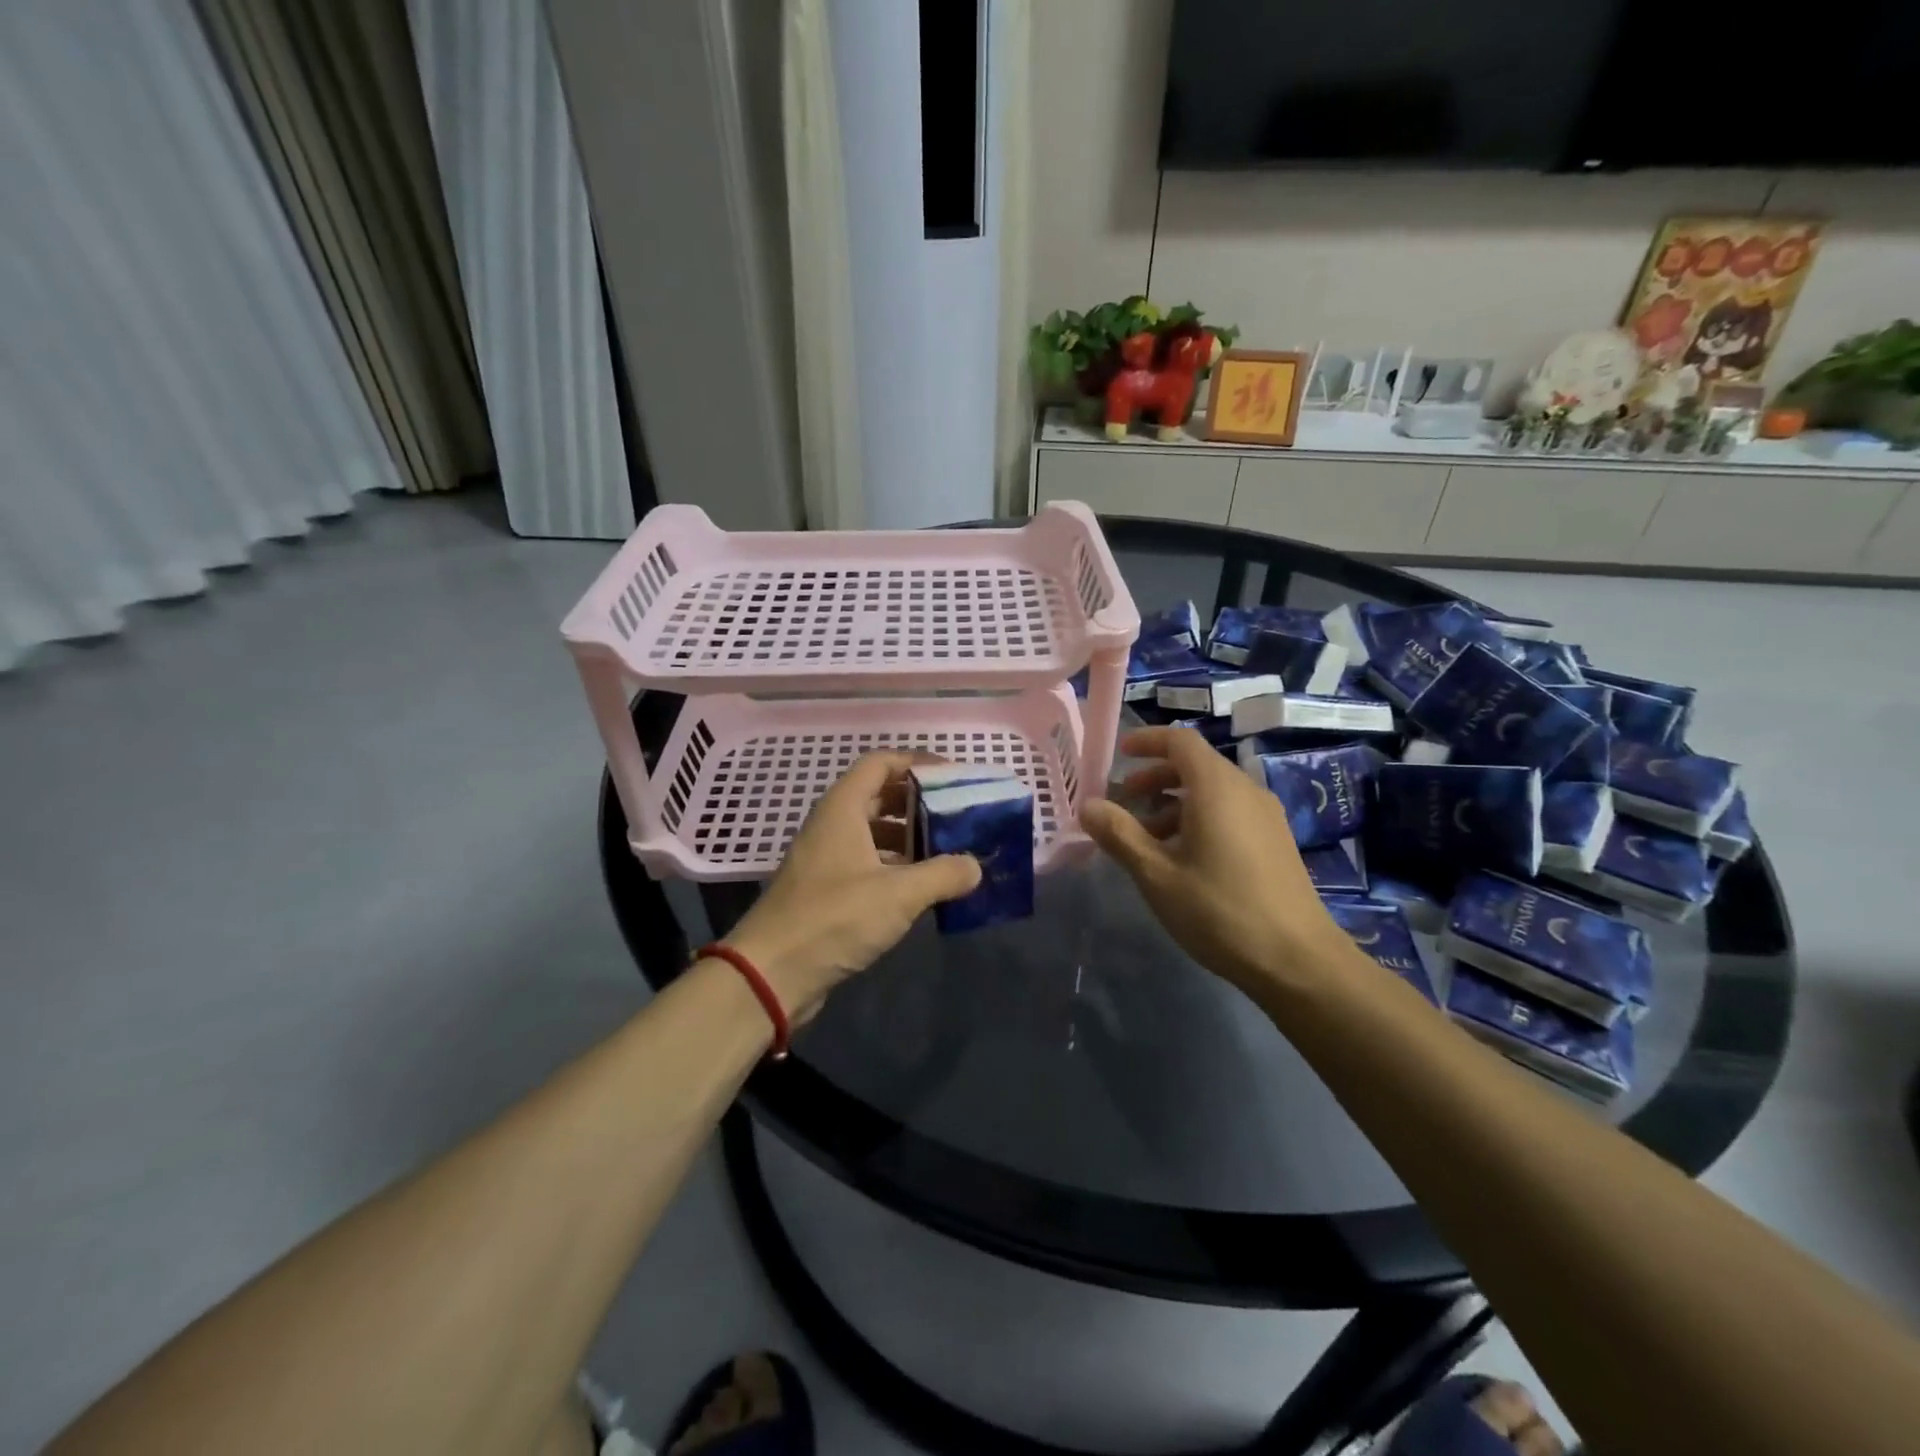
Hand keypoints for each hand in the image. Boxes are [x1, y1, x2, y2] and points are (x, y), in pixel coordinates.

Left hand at [725, 753, 981, 1018]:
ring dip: (909, 837)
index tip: (953, 776)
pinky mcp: (825, 889)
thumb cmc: (834, 918)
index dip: (917, 763)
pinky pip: (866, 863)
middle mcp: (832, 825)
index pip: (880, 762)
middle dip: (919, 802)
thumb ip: (943, 874)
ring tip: (948, 851)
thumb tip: (975, 866)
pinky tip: (922, 888)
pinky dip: (895, 866)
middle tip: (957, 815)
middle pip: (879, 796)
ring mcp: (826, 858)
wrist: (770, 973)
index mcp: (843, 809)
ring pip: (873, 832)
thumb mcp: (898, 895)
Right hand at [1079, 727, 1347, 995]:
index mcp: (1216, 788)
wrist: (1298, 960)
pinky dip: (1199, 817)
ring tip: (1147, 836)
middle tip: (1124, 800)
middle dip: (1155, 776)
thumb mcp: (1157, 875)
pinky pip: (1230, 811)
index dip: (1147, 741)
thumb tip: (1088, 806)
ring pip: (1213, 790)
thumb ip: (1120, 835)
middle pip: (1196, 764)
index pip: (1180, 741)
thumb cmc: (1220, 911)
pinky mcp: (1275, 840)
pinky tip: (1183, 857)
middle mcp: (1245, 790)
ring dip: (1174, 801)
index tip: (1120, 753)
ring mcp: (1266, 815)